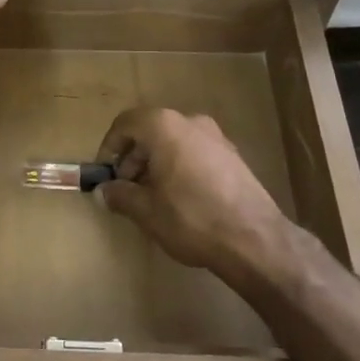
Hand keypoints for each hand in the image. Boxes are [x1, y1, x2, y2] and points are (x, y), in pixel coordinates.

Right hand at [95, 109, 288, 275]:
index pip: (126, 123)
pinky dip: (179, 166)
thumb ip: (121, 195)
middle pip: (150, 130)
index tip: (105, 173)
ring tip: (152, 197)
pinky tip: (180, 198)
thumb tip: (105, 191)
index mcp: (164, 126)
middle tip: (126, 189)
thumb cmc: (191, 218)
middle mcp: (190, 121)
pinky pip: (194, 151)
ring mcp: (215, 136)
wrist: (255, 239)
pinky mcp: (232, 155)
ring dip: (155, 163)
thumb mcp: (147, 211)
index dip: (109, 147)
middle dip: (133, 158)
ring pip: (173, 141)